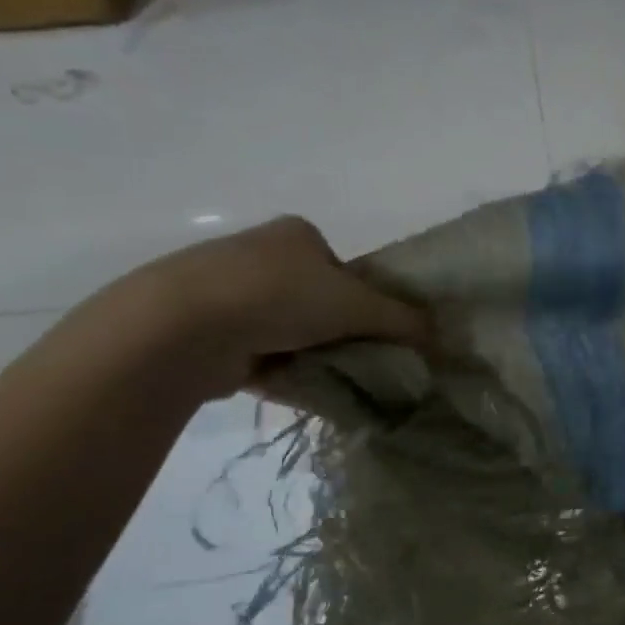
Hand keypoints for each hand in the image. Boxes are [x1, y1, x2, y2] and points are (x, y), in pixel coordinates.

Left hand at [112, 216, 429, 395]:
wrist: (182, 326)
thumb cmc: (278, 296)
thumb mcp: (356, 304)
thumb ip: (402, 320)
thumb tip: (442, 338)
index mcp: (297, 235)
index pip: (347, 272)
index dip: (366, 305)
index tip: (373, 334)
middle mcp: (263, 256)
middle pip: (321, 303)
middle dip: (338, 334)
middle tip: (355, 362)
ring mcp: (230, 293)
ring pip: (291, 332)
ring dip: (311, 356)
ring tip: (328, 380)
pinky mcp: (208, 330)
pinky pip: (262, 354)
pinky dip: (282, 372)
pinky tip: (298, 390)